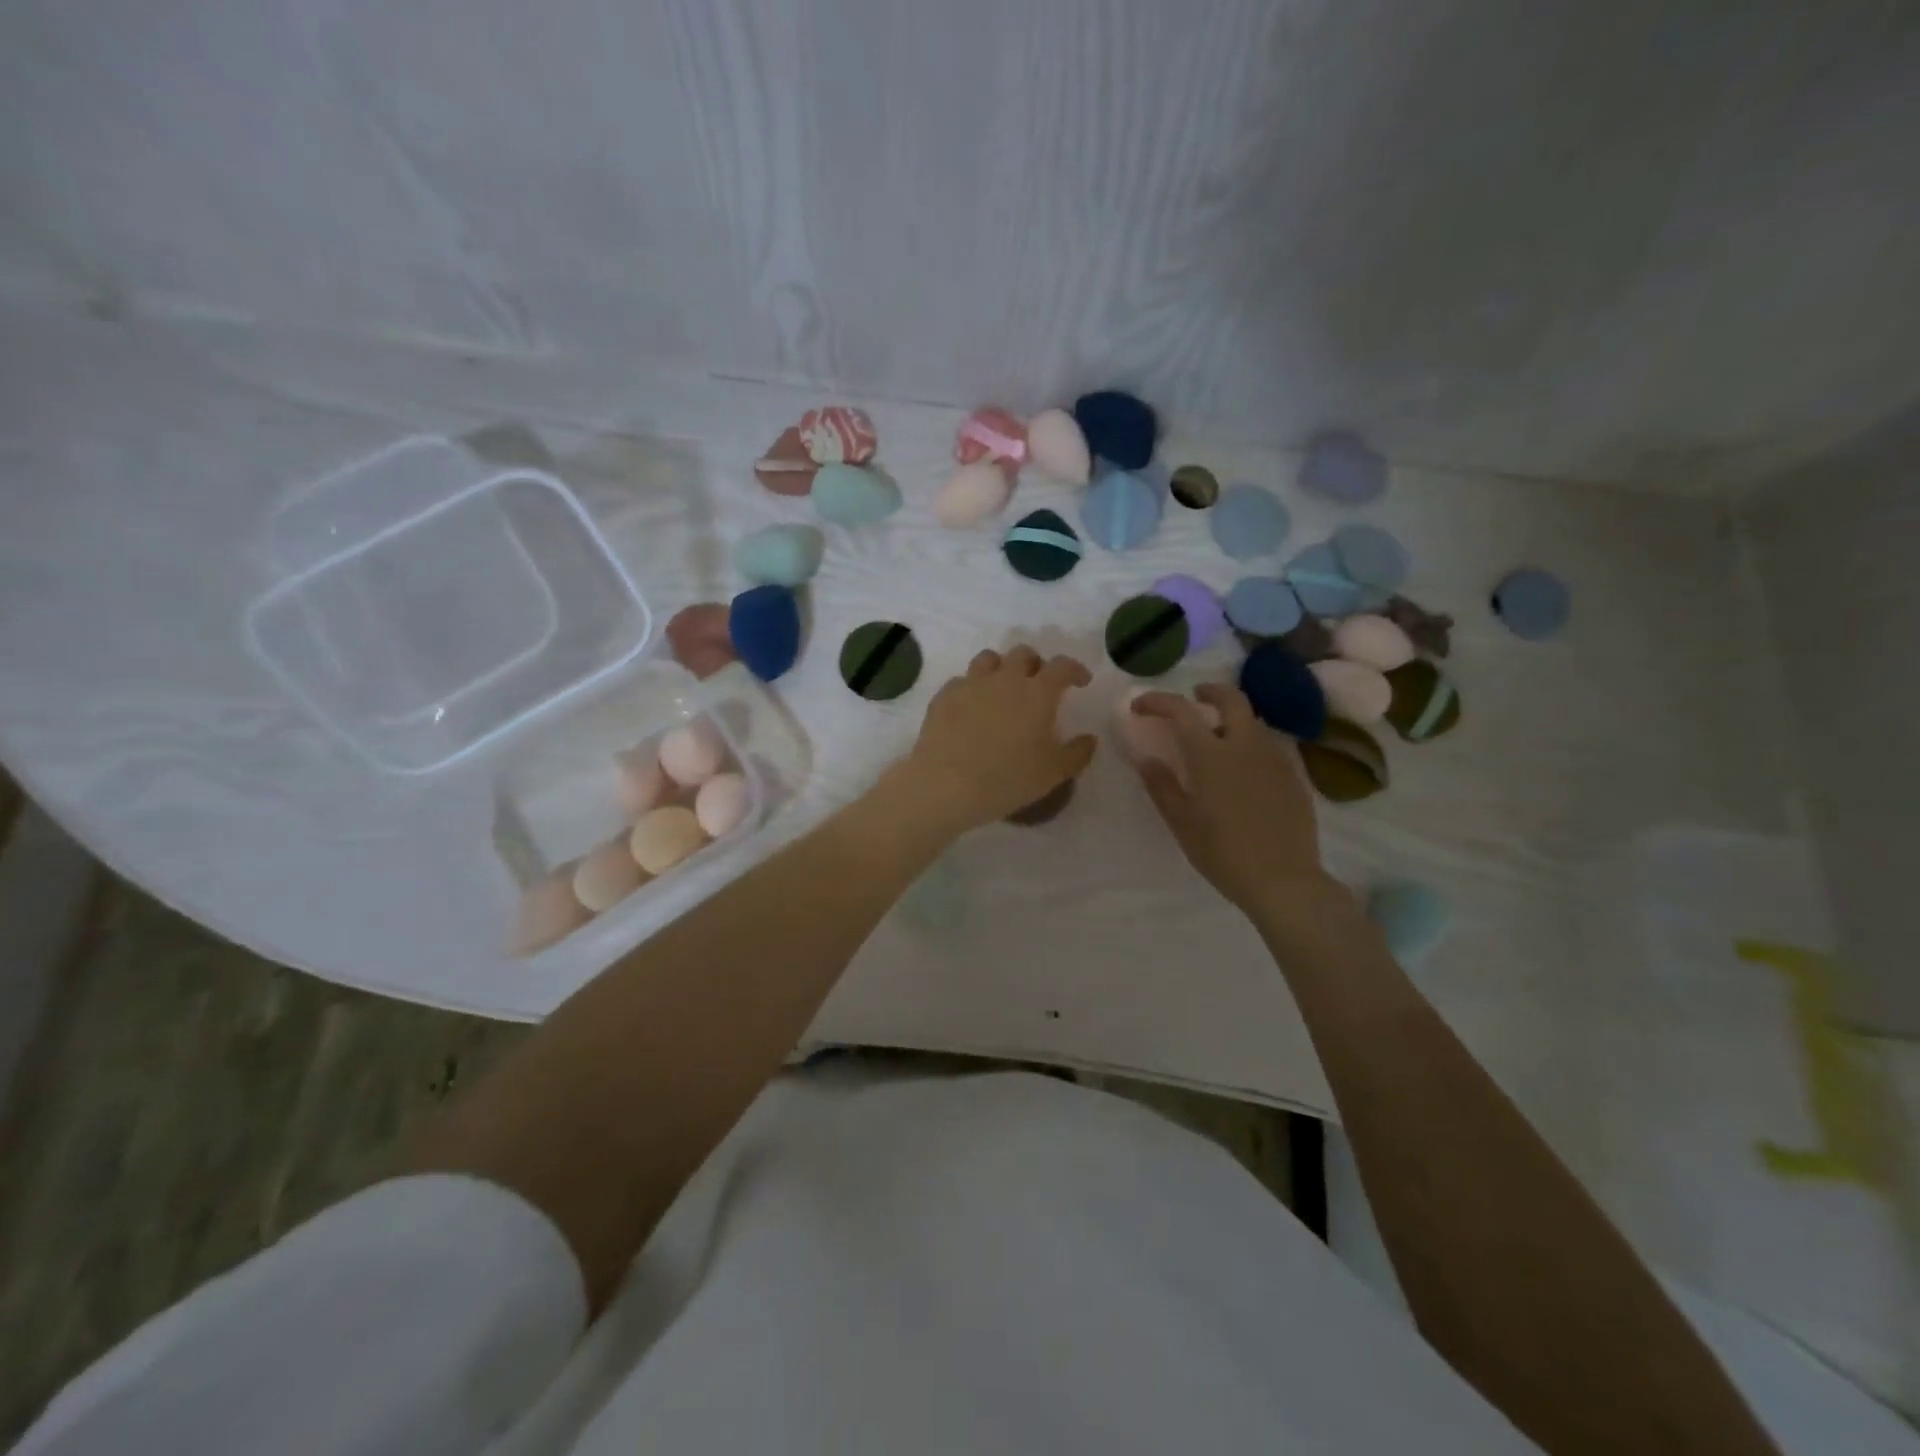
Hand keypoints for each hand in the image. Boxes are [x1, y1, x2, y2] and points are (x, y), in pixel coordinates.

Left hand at [899, 646, 1096, 834]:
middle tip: (1038, 683)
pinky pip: (961, 681)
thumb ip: (1077, 752)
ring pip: (989, 659)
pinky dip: (972, 688)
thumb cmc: (1008, 779)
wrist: (947, 785)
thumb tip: (1090, 738)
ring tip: (1002, 688)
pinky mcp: (944, 696)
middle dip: (1035, 664)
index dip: (1074, 669)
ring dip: (1001, 668)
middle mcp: (1005, 679)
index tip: (1080, 681)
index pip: (1062, 666)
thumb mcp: (1053, 773)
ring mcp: (971, 684)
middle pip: (1023, 653)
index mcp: (1037, 693)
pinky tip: (971, 708)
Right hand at [1131, 685, 1343, 919]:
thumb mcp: (1182, 823)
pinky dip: (1250, 740)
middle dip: (1209, 691)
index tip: (1140, 707)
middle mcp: (1246, 746)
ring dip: (1231, 716)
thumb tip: (1145, 758)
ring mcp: (1275, 758)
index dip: (1158, 702)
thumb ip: (1162, 786)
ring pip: (1253, 720)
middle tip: (1194, 697)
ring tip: (1216, 735)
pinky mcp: (1294, 775)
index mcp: (1213, 755)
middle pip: (1232, 698)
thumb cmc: (1224, 854)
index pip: (1182, 711)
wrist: (1285, 881)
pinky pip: (1269, 744)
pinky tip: (1243, 765)